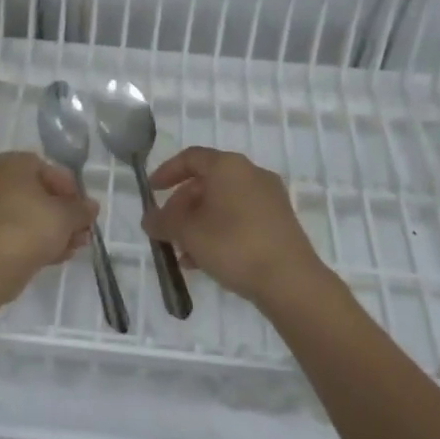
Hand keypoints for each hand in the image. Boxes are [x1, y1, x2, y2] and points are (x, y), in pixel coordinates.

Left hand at [0, 152, 97, 300]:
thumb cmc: (30, 226)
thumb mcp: (66, 216)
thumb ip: (81, 209)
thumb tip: (91, 207)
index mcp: (10, 163)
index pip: (47, 169)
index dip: (70, 190)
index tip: (83, 210)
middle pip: (35, 194)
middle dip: (61, 214)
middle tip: (80, 232)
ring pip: (23, 216)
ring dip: (49, 230)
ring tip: (71, 249)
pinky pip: (10, 232)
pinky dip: (30, 241)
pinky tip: (52, 257)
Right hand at [143, 147, 327, 305]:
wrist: (290, 281)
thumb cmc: (233, 244)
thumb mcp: (188, 232)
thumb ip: (163, 221)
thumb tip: (149, 219)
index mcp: (228, 166)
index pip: (191, 157)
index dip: (167, 172)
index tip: (151, 192)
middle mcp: (251, 174)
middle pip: (206, 182)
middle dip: (181, 206)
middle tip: (165, 229)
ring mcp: (269, 198)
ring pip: (222, 204)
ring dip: (198, 223)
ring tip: (181, 252)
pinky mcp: (279, 222)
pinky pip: (239, 218)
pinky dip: (218, 231)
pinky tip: (204, 261)